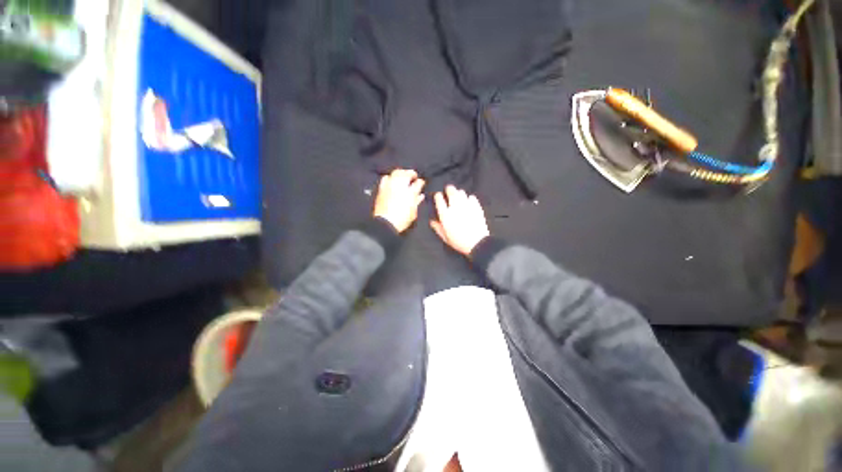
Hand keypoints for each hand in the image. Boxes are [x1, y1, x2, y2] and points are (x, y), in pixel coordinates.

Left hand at [373, 169, 425, 232]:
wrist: (385, 223)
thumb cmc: (402, 220)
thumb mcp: (413, 212)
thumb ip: (417, 201)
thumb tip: (420, 195)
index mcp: (410, 192)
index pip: (418, 183)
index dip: (421, 182)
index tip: (421, 183)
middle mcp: (400, 186)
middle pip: (406, 173)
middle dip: (410, 173)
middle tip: (413, 176)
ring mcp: (390, 186)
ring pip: (396, 173)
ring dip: (400, 173)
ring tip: (403, 176)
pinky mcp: (381, 188)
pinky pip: (385, 178)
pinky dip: (390, 177)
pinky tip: (391, 181)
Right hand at [430, 185, 489, 255]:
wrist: (477, 243)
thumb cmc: (459, 242)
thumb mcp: (445, 237)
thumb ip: (437, 228)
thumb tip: (432, 221)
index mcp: (445, 214)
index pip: (439, 198)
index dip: (438, 196)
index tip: (438, 196)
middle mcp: (455, 207)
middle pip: (451, 191)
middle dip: (448, 189)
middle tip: (448, 190)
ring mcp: (466, 205)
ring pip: (461, 192)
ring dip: (458, 193)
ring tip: (458, 196)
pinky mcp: (476, 206)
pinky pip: (472, 197)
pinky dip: (469, 198)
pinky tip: (468, 202)